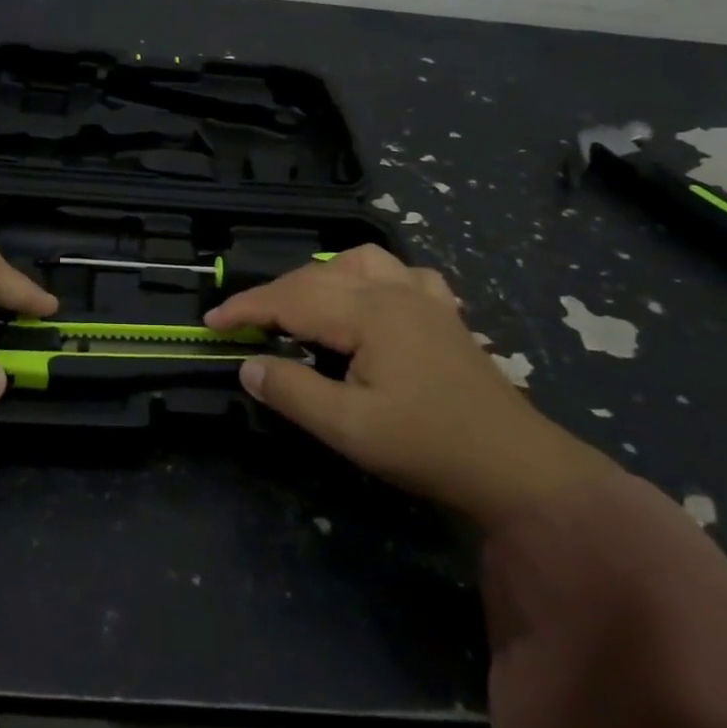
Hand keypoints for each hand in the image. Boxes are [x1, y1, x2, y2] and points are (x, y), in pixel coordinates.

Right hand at [204, 246, 615, 527]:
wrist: (515, 467)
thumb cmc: (427, 446)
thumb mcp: (349, 429)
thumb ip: (293, 392)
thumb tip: (248, 366)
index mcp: (368, 313)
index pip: (291, 298)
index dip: (246, 307)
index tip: (211, 321)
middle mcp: (394, 291)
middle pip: (318, 275)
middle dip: (273, 293)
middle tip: (243, 323)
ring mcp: (424, 298)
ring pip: (361, 260)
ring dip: (321, 274)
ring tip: (302, 304)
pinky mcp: (444, 314)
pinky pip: (402, 274)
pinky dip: (372, 277)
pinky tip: (372, 298)